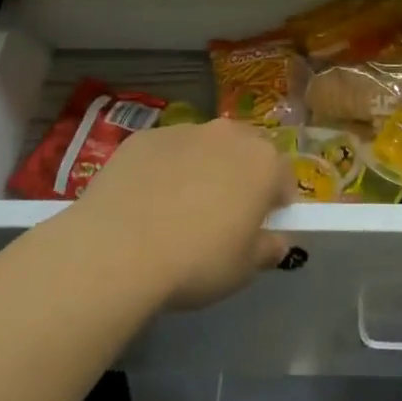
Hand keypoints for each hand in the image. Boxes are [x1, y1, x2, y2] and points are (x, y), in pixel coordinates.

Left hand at [68, 119, 294, 310]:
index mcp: (263, 163)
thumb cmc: (196, 261)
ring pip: (204, 146)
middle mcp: (228, 135)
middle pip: (246, 150)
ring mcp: (183, 130)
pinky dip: (163, 169)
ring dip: (202, 168)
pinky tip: (145, 202)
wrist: (118, 249)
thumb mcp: (243, 269)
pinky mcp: (144, 136)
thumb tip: (276, 242)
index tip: (262, 225)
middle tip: (224, 212)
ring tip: (178, 207)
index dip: (276, 202)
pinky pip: (165, 151)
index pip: (284, 176)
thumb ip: (267, 250)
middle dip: (241, 174)